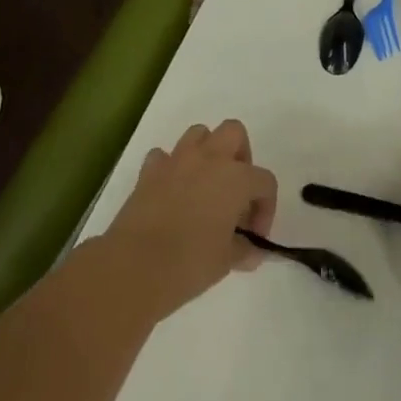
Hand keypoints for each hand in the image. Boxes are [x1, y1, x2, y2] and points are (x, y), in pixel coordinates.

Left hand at [103, 120, 277, 320]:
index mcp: (236, 178)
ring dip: (207, 152)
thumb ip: (244, 249)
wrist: (134, 267)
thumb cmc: (190, 263)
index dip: (266, 208)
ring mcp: (177, 161)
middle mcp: (210, 159)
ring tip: (205, 185)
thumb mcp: (226, 261)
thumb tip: (251, 251)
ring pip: (199, 134)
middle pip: (234, 133)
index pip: (265, 182)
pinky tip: (171, 192)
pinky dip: (171, 168)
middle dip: (240, 156)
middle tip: (235, 191)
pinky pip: (164, 156)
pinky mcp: (149, 172)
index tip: (255, 236)